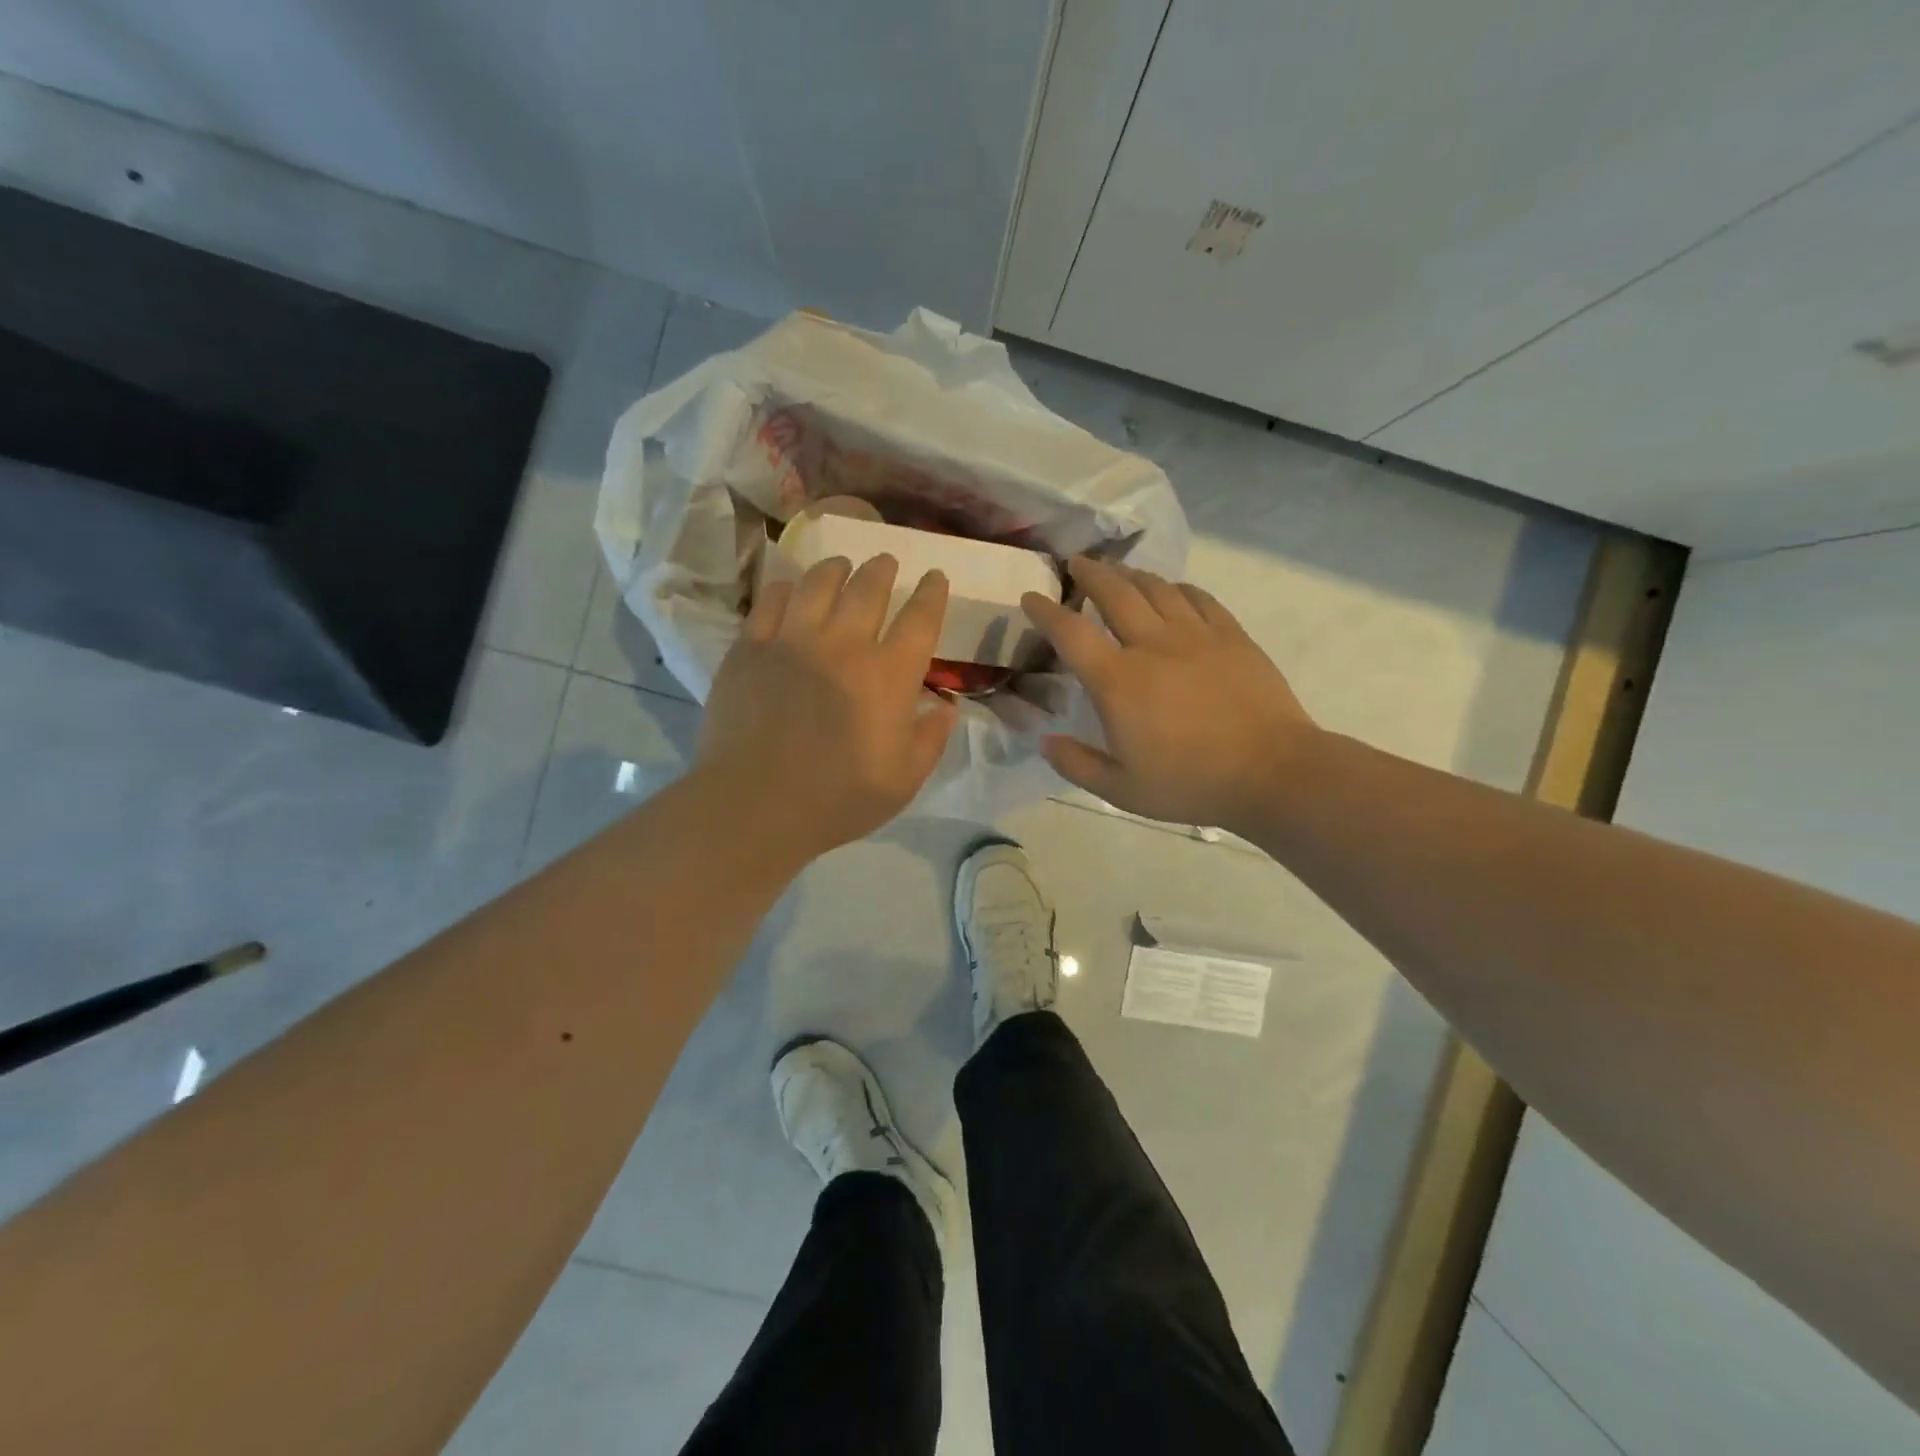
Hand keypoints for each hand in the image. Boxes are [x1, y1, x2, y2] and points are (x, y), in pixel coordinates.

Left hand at [696, 554, 957, 861]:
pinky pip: (773, 599)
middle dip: (883, 568)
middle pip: (869, 587)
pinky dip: (788, 588)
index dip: (932, 593)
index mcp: (889, 676)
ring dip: (837, 568)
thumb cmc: (838, 799)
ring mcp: (793, 640)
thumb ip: (931, 738)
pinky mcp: (751, 647)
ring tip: (842, 566)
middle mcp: (845, 644)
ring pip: (819, 582)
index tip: (934, 577)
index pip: (920, 618)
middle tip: (886, 563)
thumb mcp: (904, 780)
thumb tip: (945, 706)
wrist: (754, 805)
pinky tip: (792, 590)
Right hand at [1022, 557, 1317, 831]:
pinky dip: (1178, 588)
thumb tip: (1046, 741)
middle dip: (1089, 573)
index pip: (1071, 633)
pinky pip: (1199, 598)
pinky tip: (1173, 590)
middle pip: (1115, 592)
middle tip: (1076, 563)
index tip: (1031, 597)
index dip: (1045, 611)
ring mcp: (1196, 635)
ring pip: (1156, 588)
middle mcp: (1152, 645)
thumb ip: (1077, 764)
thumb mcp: (1122, 790)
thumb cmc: (1191, 784)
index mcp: (1118, 681)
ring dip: (1131, 574)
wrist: (1272, 772)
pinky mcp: (1231, 636)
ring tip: (1118, 571)